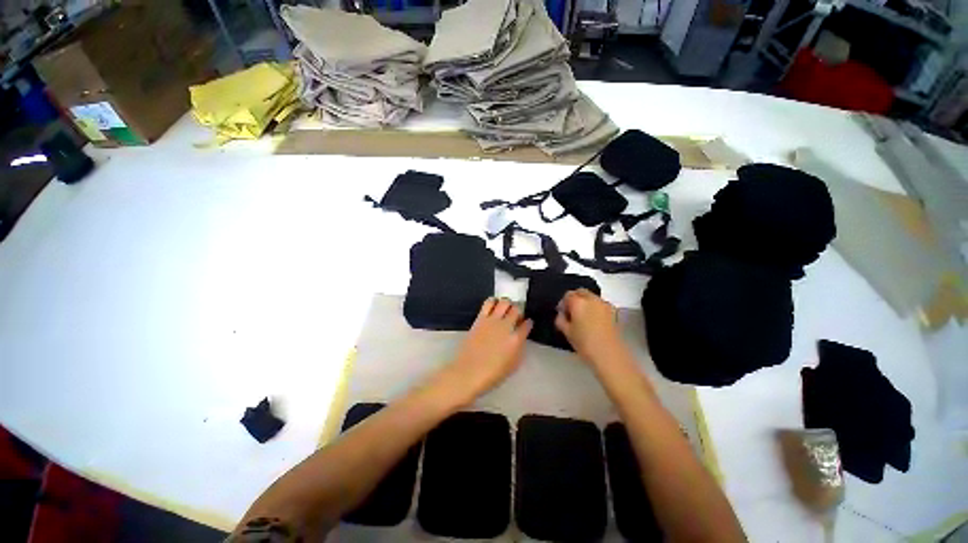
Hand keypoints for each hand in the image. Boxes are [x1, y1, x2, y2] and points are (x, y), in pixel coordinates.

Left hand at [433, 298, 532, 405]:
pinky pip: (488, 303)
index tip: (527, 324)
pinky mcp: (480, 318)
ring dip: (507, 304)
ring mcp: (492, 320)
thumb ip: (520, 348)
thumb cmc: (493, 374)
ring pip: (504, 302)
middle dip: (518, 311)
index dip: (528, 323)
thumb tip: (521, 337)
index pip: (527, 324)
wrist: (469, 372)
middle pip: (516, 309)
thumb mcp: (514, 364)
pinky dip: (493, 302)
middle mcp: (506, 326)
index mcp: (516, 339)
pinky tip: (493, 306)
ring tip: (504, 309)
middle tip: (516, 316)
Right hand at [555, 289, 626, 367]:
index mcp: (578, 301)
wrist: (609, 355)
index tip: (562, 314)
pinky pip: (600, 304)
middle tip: (571, 313)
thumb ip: (560, 319)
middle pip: (580, 292)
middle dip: (574, 299)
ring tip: (582, 318)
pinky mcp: (613, 311)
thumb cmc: (585, 343)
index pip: (567, 295)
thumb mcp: (566, 332)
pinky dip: (594, 307)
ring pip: (591, 297)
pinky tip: (593, 321)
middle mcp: (592, 298)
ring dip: (585, 302)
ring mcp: (604, 304)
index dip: (563, 304)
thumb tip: (561, 314)